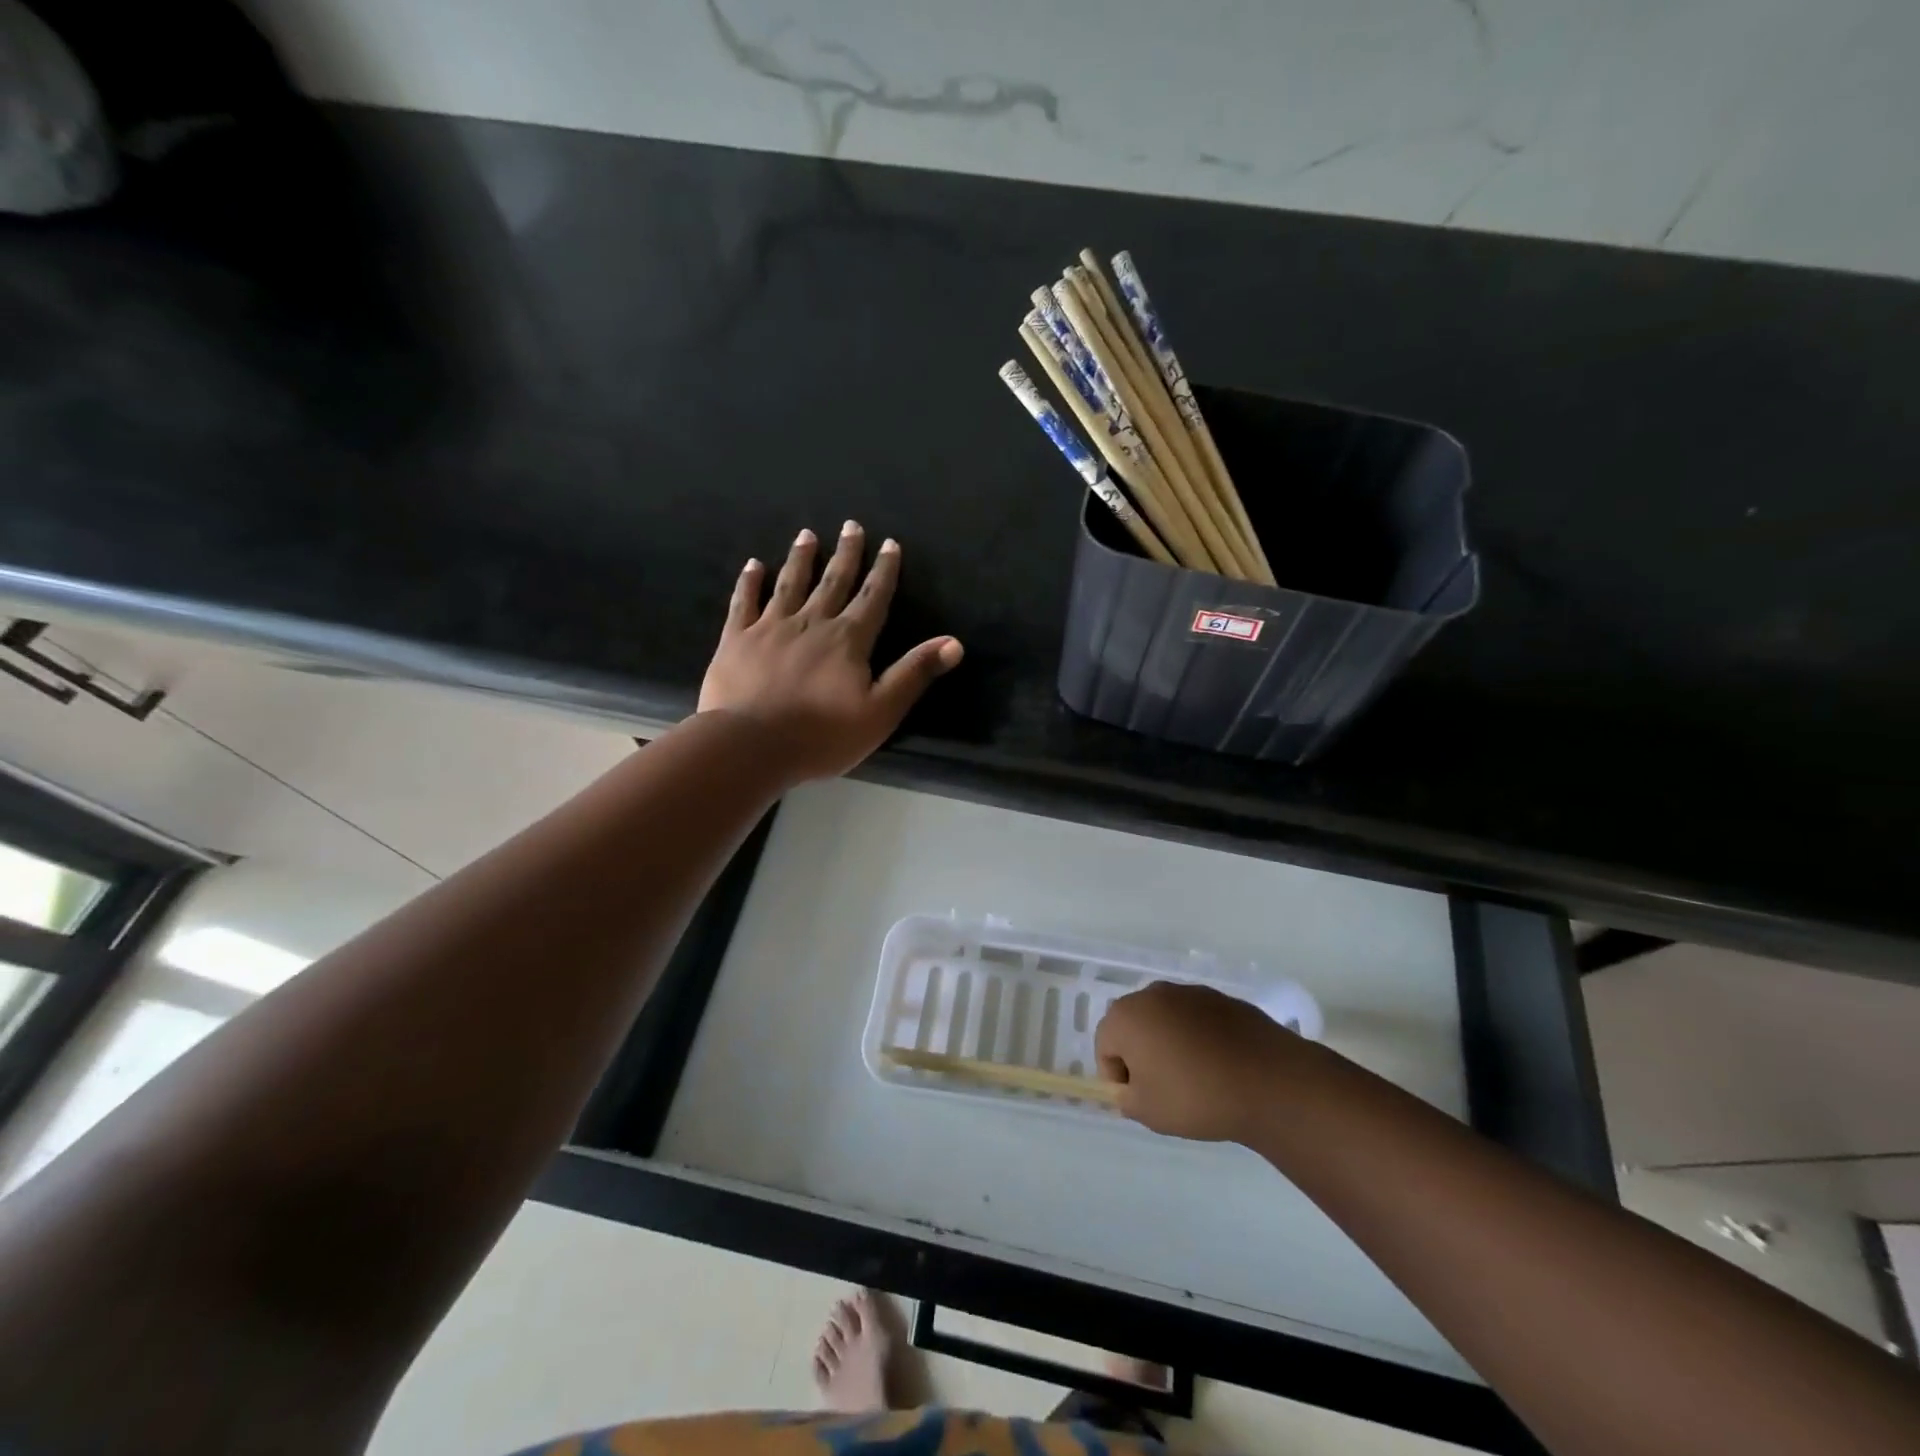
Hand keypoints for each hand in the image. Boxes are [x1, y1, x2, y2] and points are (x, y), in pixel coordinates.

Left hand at [698, 522, 962, 784]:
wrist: (750, 745)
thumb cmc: (822, 735)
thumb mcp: (880, 711)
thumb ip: (914, 674)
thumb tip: (954, 643)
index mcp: (848, 640)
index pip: (872, 598)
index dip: (884, 571)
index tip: (889, 544)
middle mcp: (812, 622)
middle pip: (833, 581)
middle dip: (846, 554)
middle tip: (851, 525)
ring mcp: (771, 627)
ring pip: (790, 584)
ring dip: (801, 558)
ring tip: (807, 534)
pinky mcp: (737, 640)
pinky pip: (745, 602)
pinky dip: (750, 582)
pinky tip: (754, 565)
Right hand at [1096, 981, 1306, 1142]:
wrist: (1268, 1081)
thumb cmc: (1196, 1096)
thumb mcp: (1148, 1112)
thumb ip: (1126, 1099)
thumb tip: (1129, 1089)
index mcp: (1126, 1016)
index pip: (1105, 1046)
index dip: (1118, 1077)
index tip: (1141, 1100)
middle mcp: (1152, 994)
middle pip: (1133, 1026)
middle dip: (1141, 1055)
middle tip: (1163, 1089)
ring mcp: (1189, 992)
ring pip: (1166, 1020)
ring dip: (1170, 1044)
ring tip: (1195, 1078)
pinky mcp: (1221, 998)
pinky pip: (1197, 1020)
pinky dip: (1199, 1038)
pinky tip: (1219, 1066)